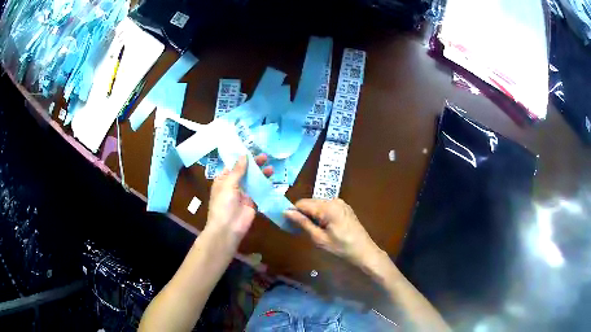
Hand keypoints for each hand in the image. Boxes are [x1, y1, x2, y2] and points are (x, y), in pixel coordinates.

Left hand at [206, 154, 272, 247]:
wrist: (228, 228)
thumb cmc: (223, 204)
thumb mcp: (228, 184)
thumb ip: (238, 170)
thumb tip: (244, 155)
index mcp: (223, 179)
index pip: (233, 165)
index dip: (242, 157)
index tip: (253, 149)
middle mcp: (233, 185)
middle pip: (245, 172)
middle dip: (254, 164)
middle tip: (265, 156)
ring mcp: (244, 194)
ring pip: (254, 181)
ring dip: (261, 174)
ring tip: (271, 168)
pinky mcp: (253, 202)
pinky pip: (260, 191)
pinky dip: (266, 185)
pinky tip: (273, 180)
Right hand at [284, 198, 381, 267]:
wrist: (364, 251)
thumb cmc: (341, 248)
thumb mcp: (319, 238)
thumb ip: (303, 223)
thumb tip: (286, 212)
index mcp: (327, 207)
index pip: (302, 203)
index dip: (293, 212)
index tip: (288, 224)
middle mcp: (334, 200)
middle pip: (310, 202)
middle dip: (303, 213)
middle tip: (300, 229)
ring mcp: (340, 203)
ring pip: (318, 204)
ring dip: (312, 214)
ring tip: (312, 230)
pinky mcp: (344, 207)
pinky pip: (326, 207)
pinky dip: (321, 214)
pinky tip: (323, 227)